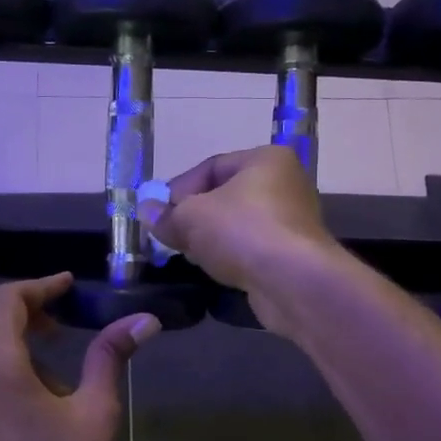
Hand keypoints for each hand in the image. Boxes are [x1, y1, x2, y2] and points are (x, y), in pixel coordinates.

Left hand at [0, 274, 160, 440]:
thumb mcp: (96, 414)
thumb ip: (110, 357)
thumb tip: (144, 319)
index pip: (5, 300)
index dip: (38, 286)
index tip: (68, 287)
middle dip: (14, 301)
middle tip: (55, 317)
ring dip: (3, 334)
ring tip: (50, 360)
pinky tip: (28, 398)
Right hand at [141, 146, 342, 334]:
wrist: (292, 281)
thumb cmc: (241, 232)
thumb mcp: (191, 218)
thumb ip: (166, 215)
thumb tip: (146, 212)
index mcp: (266, 159)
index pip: (211, 167)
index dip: (179, 189)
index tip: (158, 214)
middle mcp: (286, 183)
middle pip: (226, 196)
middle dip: (195, 217)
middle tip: (171, 236)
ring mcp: (293, 220)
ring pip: (239, 225)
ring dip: (212, 239)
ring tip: (191, 256)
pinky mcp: (294, 254)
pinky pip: (253, 248)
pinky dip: (233, 256)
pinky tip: (217, 270)